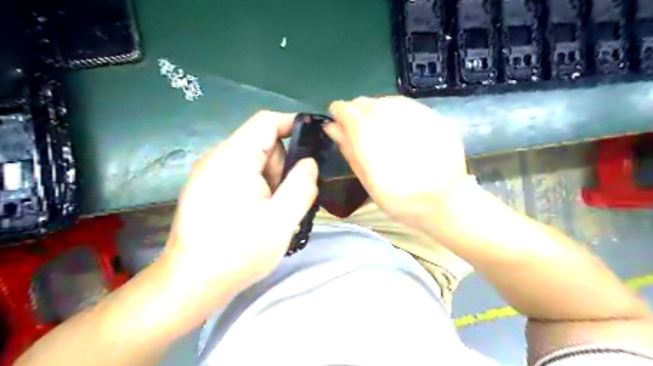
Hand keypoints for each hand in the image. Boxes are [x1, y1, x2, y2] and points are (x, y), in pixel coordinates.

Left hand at [160, 112, 318, 313]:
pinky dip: (256, 189)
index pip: (267, 121)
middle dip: (281, 166)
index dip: (293, 124)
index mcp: (234, 157)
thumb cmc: (238, 251)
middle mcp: (217, 157)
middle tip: (284, 200)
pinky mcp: (205, 188)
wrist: (190, 283)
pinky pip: (240, 175)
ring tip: (269, 213)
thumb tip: (308, 163)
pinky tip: (255, 216)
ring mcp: (208, 173)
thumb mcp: (282, 219)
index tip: (314, 144)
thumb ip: (302, 184)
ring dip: (270, 181)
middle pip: (262, 143)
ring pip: (253, 162)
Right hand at [327, 96, 469, 230]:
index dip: (339, 111)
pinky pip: (407, 106)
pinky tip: (396, 125)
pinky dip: (395, 111)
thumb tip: (331, 126)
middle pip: (368, 103)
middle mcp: (395, 123)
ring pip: (387, 101)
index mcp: (373, 141)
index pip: (348, 111)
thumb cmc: (399, 200)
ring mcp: (419, 118)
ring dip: (376, 109)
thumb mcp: (367, 181)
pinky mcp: (436, 118)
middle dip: (357, 110)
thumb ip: (349, 150)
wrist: (444, 203)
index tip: (336, 115)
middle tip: (357, 124)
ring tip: (376, 125)